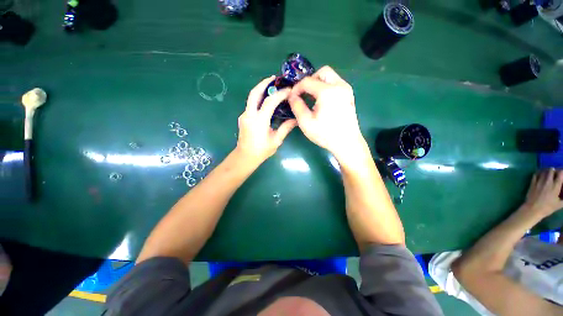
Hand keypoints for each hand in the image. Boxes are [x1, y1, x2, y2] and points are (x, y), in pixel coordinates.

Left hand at [236, 76, 296, 164]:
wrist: (245, 157)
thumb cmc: (261, 151)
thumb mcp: (276, 141)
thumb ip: (285, 128)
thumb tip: (296, 119)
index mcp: (259, 121)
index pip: (269, 102)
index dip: (280, 94)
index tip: (289, 90)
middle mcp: (249, 115)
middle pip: (254, 93)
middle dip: (264, 83)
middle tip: (274, 78)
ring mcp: (244, 115)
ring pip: (251, 97)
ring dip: (260, 89)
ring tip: (271, 86)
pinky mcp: (243, 118)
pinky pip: (251, 104)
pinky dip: (258, 98)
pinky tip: (266, 100)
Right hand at [288, 66, 366, 163]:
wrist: (347, 143)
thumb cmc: (325, 134)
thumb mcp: (306, 122)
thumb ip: (297, 106)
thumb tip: (291, 96)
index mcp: (328, 91)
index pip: (308, 81)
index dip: (297, 88)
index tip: (292, 98)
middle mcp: (339, 86)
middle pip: (322, 72)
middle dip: (310, 80)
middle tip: (304, 94)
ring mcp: (346, 90)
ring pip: (330, 77)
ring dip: (318, 83)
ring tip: (311, 98)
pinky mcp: (349, 96)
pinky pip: (335, 84)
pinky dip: (326, 88)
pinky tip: (322, 102)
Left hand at [521, 168, 562, 217]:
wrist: (533, 209)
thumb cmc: (547, 208)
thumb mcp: (559, 204)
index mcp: (555, 186)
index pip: (560, 174)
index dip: (562, 171)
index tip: (562, 173)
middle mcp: (548, 182)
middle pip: (551, 170)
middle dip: (554, 170)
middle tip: (555, 173)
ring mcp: (539, 181)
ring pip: (543, 171)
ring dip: (547, 171)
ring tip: (549, 173)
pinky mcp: (532, 183)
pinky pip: (536, 174)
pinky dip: (539, 172)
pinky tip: (541, 174)